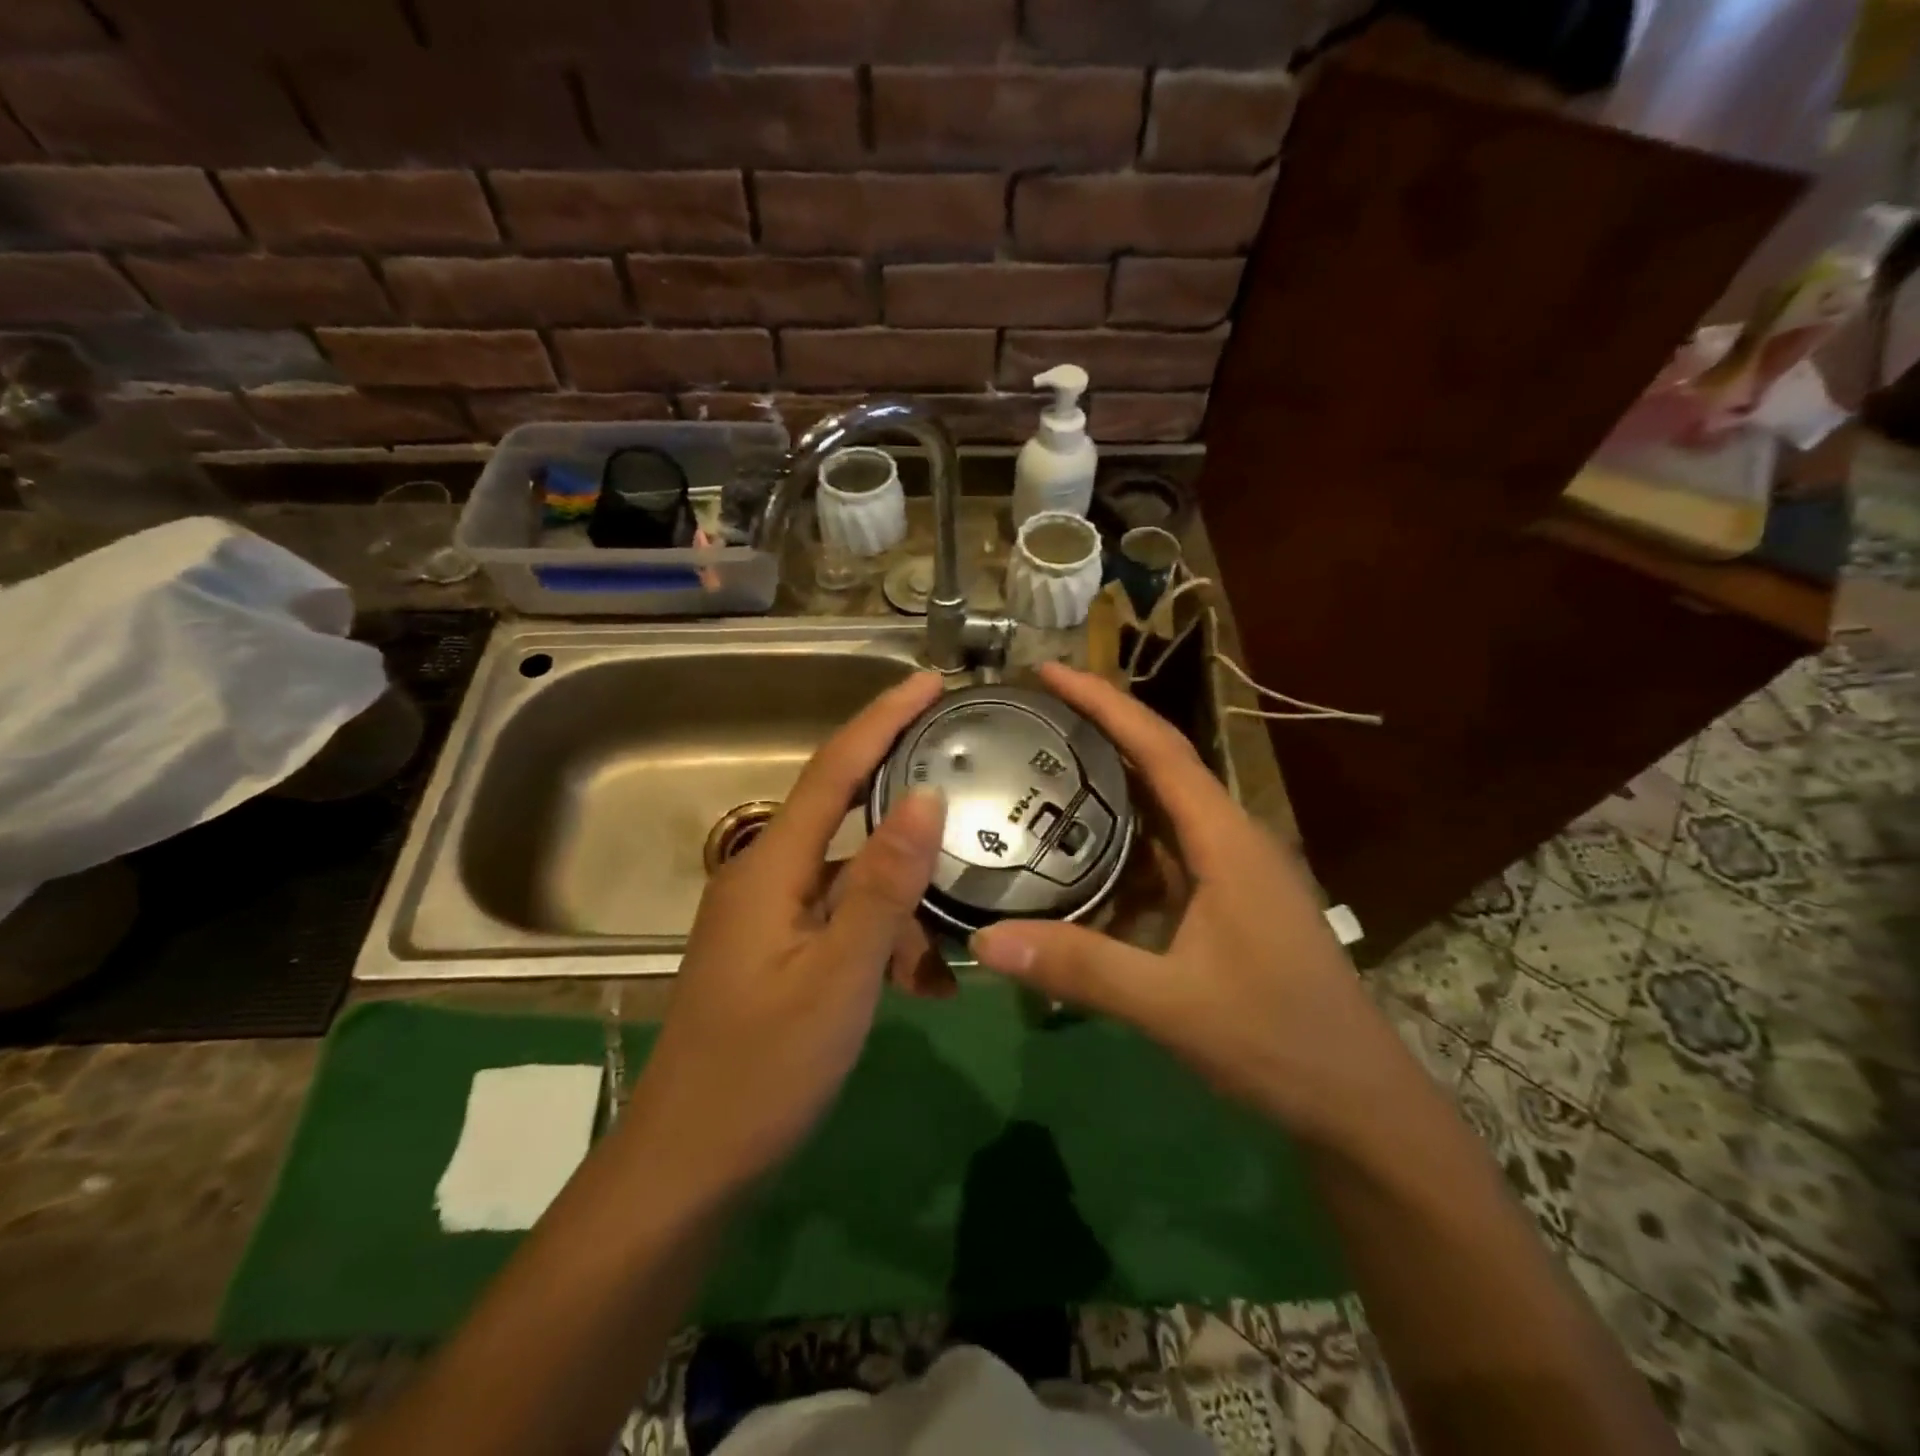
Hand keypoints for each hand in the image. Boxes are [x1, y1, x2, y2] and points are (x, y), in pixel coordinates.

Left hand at [623, 672, 947, 1191]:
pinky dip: (884, 942)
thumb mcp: (839, 976)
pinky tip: (923, 987)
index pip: (833, 769)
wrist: (689, 1165)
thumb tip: (926, 796)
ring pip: (853, 882)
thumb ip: (883, 884)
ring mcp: (770, 918)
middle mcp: (765, 876)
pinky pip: (843, 924)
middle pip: (846, 817)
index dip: (881, 719)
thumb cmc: (762, 1070)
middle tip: (970, 791)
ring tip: (952, 954)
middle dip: (907, 808)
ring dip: (905, 907)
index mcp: (771, 867)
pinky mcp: (779, 953)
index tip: (929, 682)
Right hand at [969, 663, 1411, 1146]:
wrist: (1358, 1101)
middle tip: (1029, 716)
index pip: (1159, 747)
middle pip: (1159, 764)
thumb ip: (1081, 968)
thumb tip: (983, 941)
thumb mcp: (1172, 1004)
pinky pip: (1164, 854)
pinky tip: (1077, 857)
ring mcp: (1232, 872)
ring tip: (1041, 771)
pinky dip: (1120, 843)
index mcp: (1226, 839)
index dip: (1103, 702)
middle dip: (1099, 730)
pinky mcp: (1227, 902)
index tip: (1047, 671)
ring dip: (1108, 786)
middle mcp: (1231, 839)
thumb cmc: (1278, 1039)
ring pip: (1161, 811)